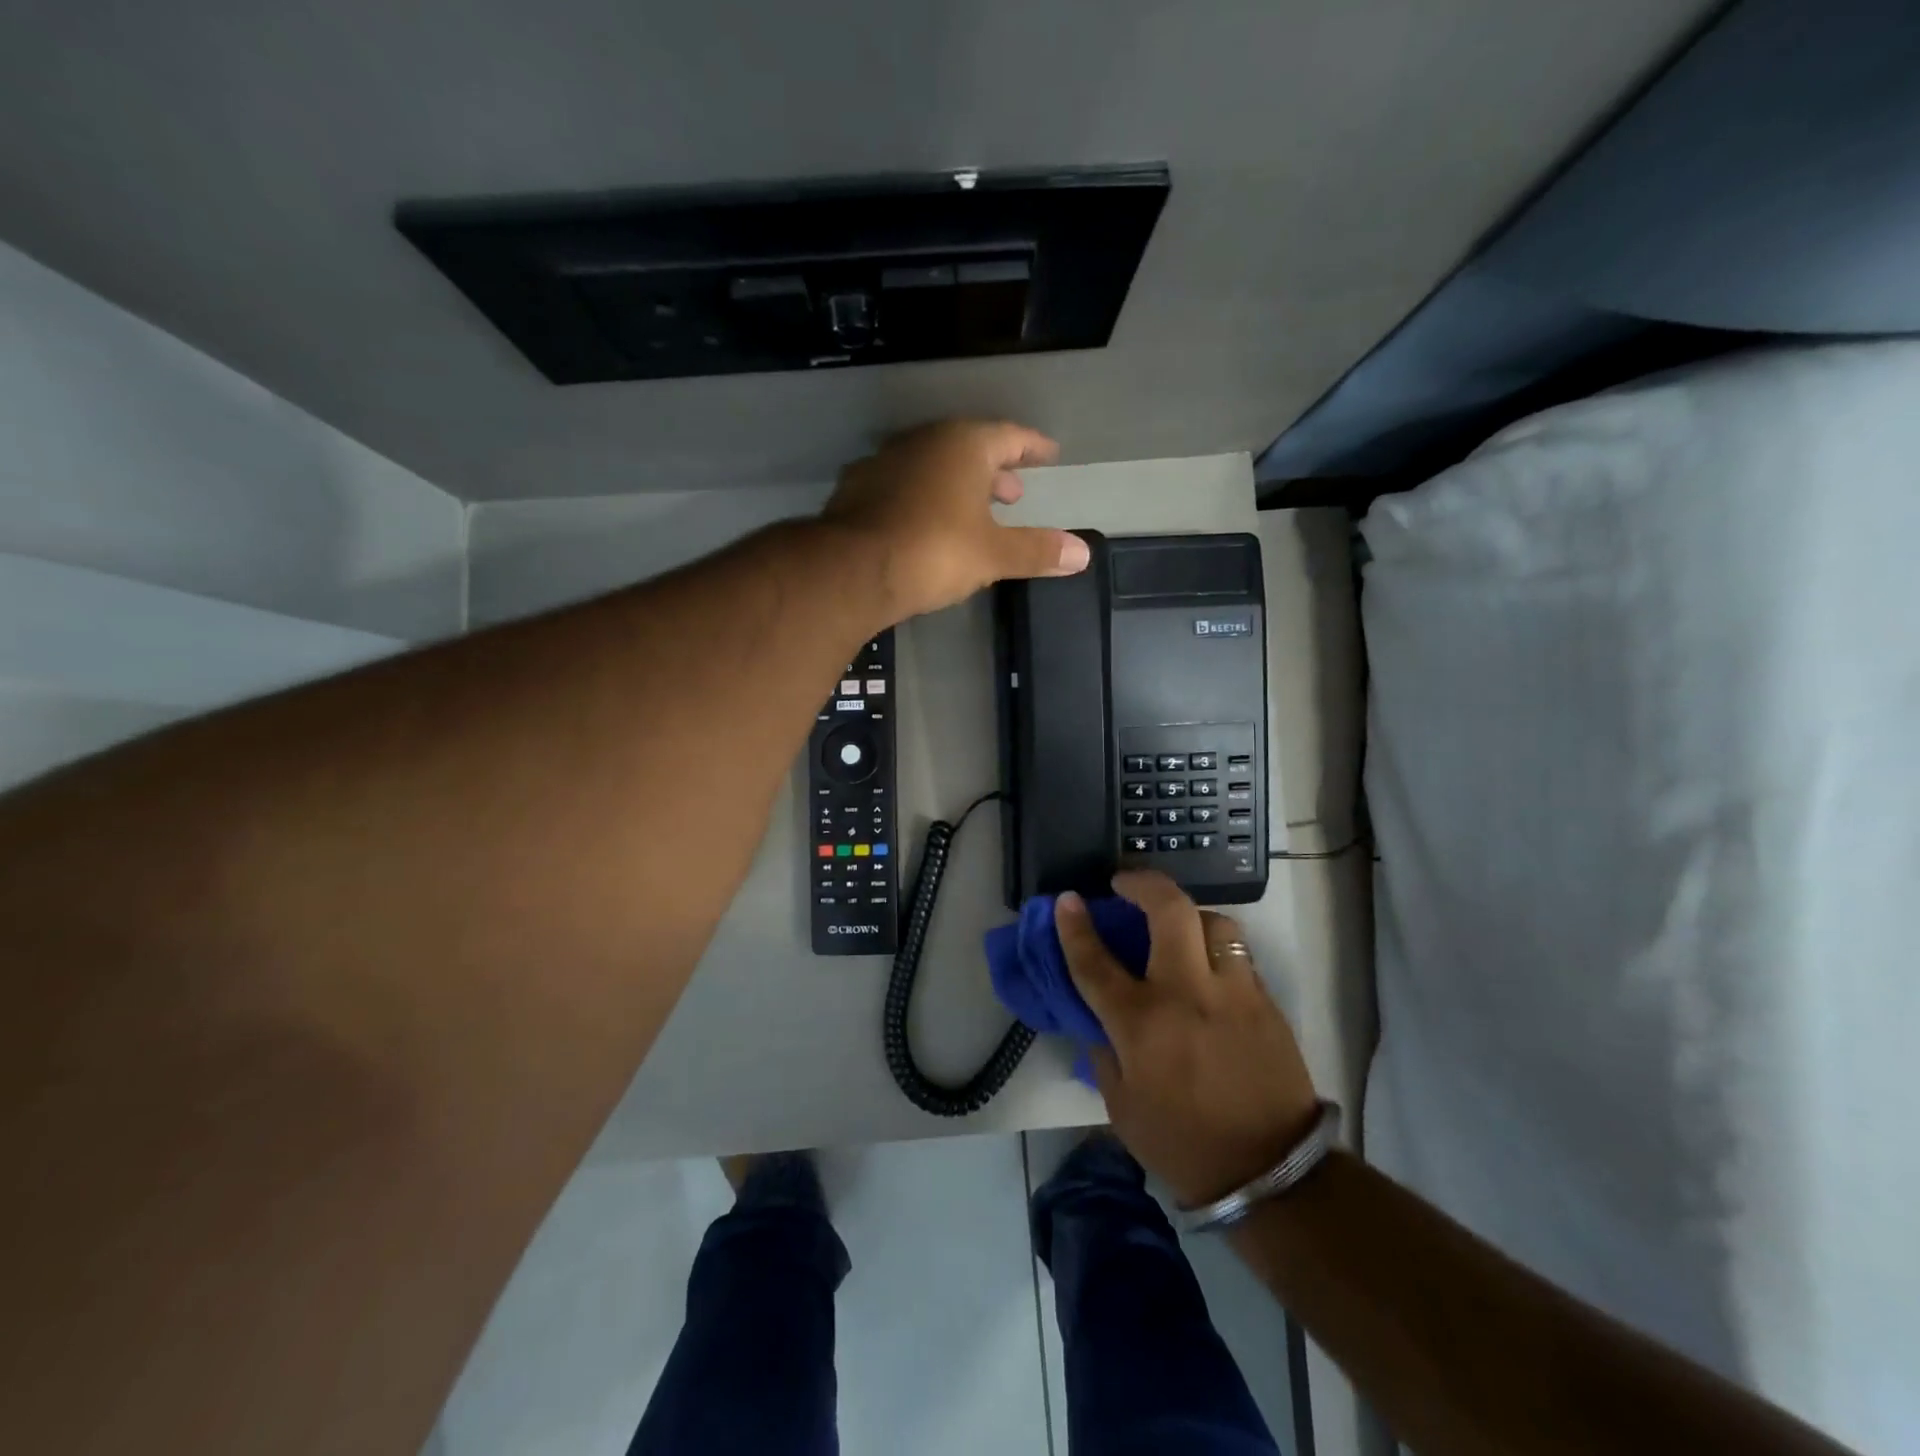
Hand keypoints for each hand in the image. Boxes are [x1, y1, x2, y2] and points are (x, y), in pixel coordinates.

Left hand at [822, 419, 1089, 620]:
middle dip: (994, 470)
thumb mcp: (993, 555)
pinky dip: (922, 498)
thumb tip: (1083, 554)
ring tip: (972, 510)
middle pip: (968, 447)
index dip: (1031, 446)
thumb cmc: (934, 551)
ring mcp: (884, 462)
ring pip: (932, 465)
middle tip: (1013, 493)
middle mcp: (923, 442)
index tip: (1047, 454)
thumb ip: (1037, 551)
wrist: (851, 570)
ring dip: (956, 485)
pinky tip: (924, 523)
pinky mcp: (857, 489)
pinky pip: (902, 486)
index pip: (1009, 436)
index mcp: (963, 445)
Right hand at [1056, 871, 1320, 1207]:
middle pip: (1168, 910)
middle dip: (1143, 883)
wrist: (1272, 1173)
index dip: (1075, 926)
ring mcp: (1233, 992)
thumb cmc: (1182, 1143)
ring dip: (1187, 914)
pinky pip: (1238, 955)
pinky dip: (1215, 947)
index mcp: (1142, 1023)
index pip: (1095, 960)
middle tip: (1125, 883)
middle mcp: (1187, 993)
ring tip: (1175, 925)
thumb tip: (1100, 1018)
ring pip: (1213, 921)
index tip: (1067, 901)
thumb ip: (1104, 1052)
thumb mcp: (1121, 1106)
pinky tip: (1207, 966)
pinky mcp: (1266, 1002)